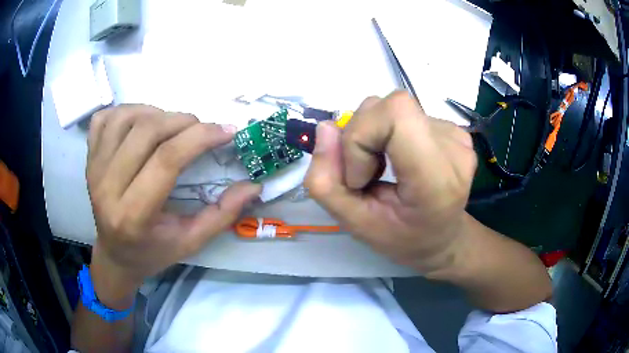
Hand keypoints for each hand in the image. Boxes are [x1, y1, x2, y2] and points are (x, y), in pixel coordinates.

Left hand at [86, 105, 260, 304]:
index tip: (227, 130)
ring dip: (156, 112)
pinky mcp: (88, 159)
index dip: (200, 137)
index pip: (166, 160)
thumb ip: (222, 215)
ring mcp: (93, 169)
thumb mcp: (190, 242)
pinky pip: (105, 118)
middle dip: (182, 121)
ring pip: (126, 117)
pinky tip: (140, 123)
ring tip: (171, 126)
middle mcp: (106, 187)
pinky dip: (127, 111)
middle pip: (146, 132)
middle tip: (201, 129)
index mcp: (133, 216)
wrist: (115, 254)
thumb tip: (254, 185)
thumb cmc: (153, 252)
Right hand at [305, 91, 476, 273]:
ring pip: (398, 108)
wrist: (443, 237)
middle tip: (366, 171)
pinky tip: (401, 159)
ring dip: (376, 133)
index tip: (359, 175)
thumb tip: (326, 128)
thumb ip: (325, 182)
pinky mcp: (455, 131)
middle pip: (394, 106)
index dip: (362, 135)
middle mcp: (454, 151)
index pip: (396, 114)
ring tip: (383, 166)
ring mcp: (458, 138)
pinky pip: (409, 115)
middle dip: (363, 133)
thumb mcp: (354, 224)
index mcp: (436, 180)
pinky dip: (392, 132)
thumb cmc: (402, 238)